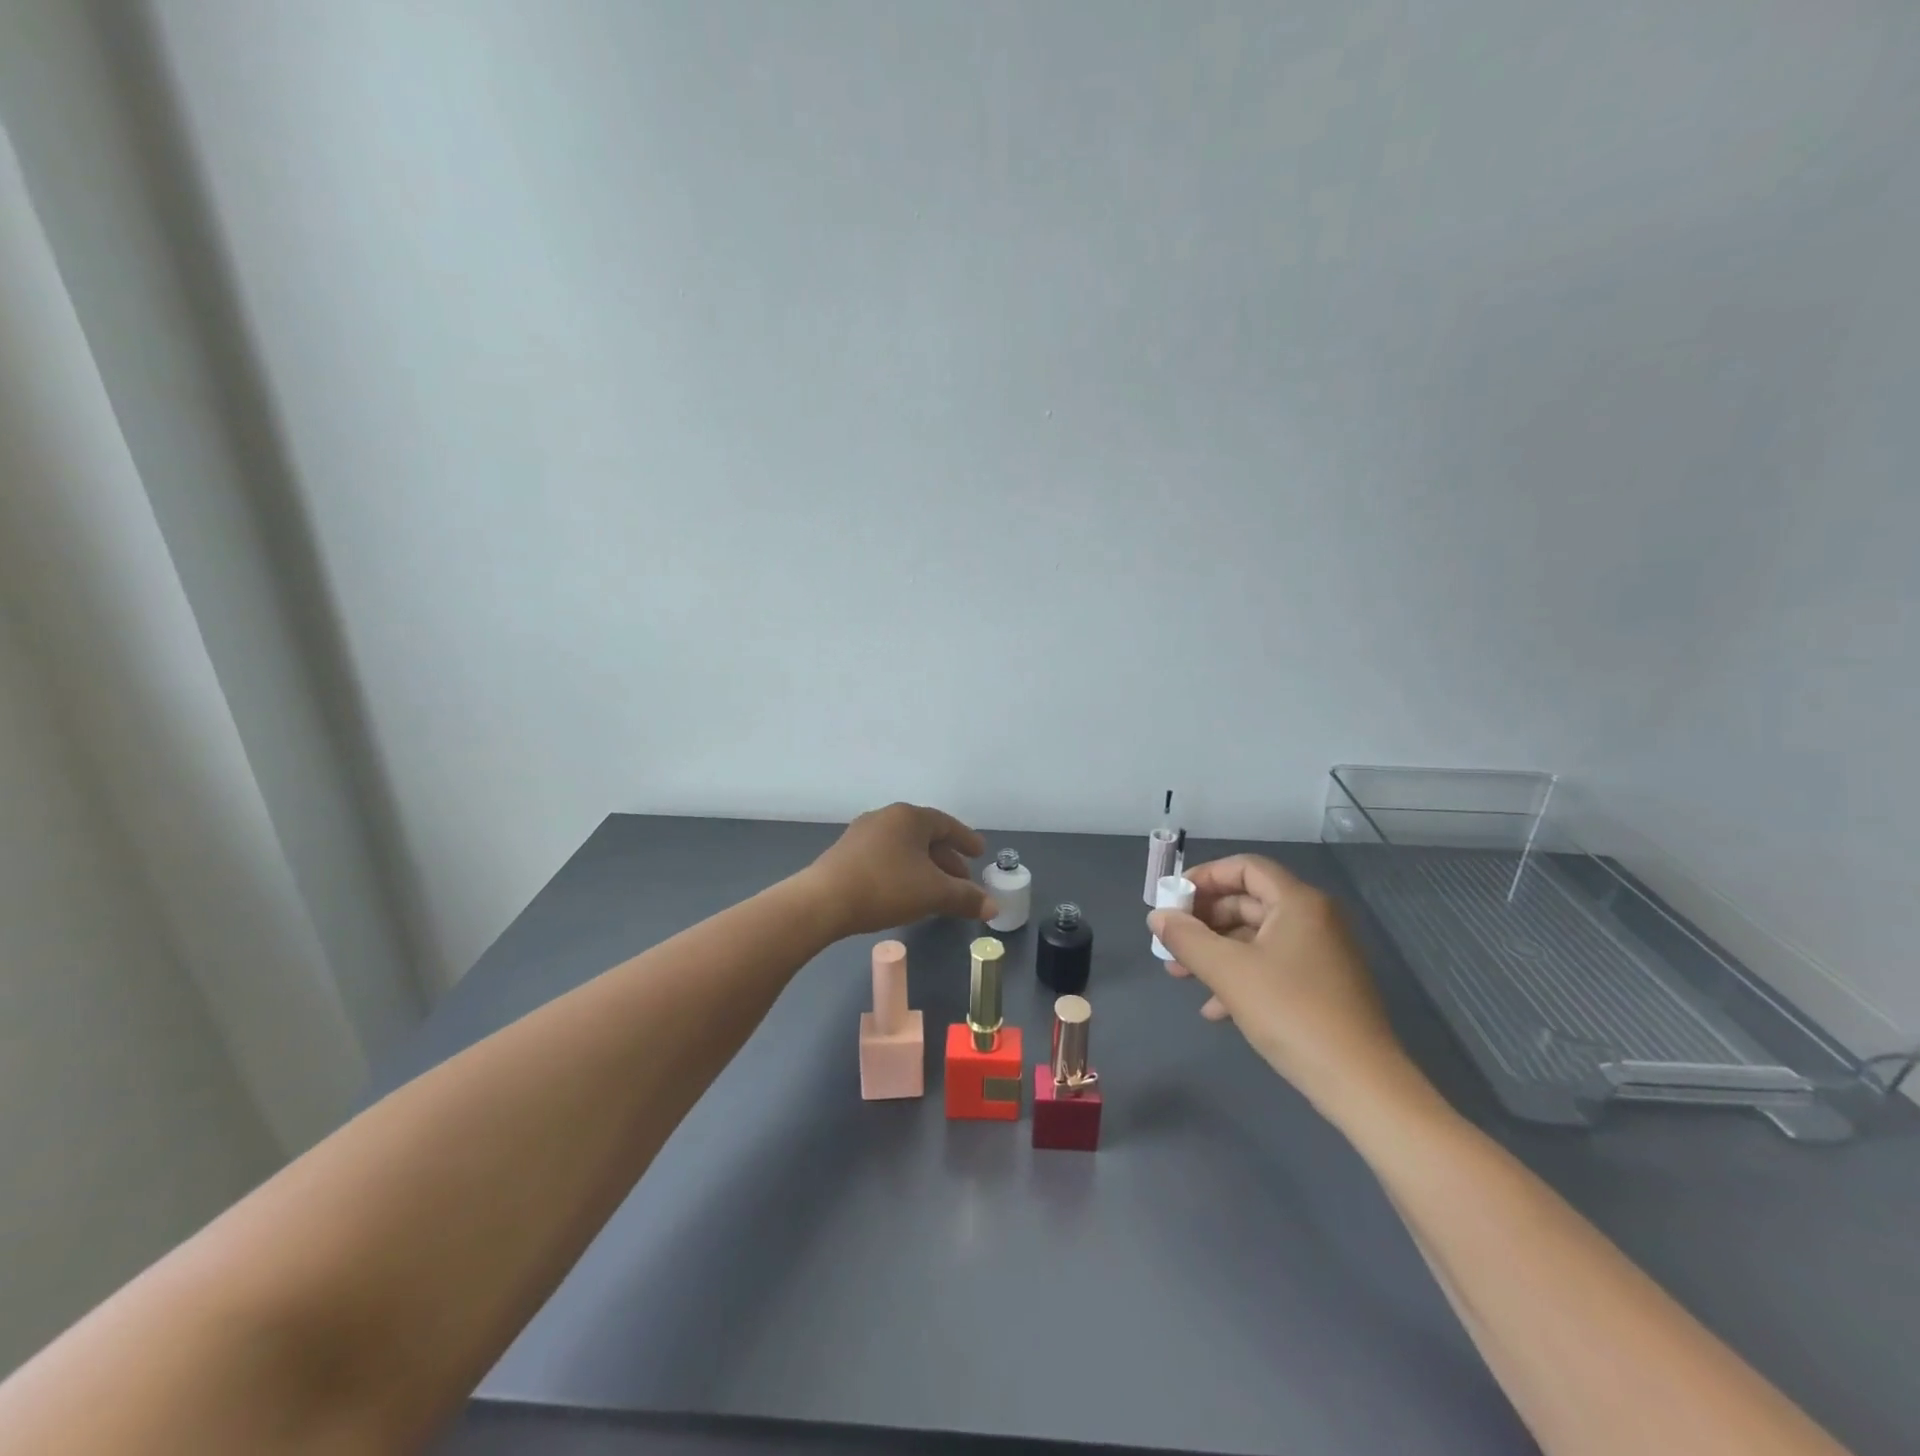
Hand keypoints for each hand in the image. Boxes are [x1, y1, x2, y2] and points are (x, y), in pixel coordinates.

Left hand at [805, 803, 995, 937]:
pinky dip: (903, 871)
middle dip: (947, 859)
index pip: (946, 824)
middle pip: (925, 836)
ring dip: (925, 867)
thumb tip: (993, 907)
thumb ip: (966, 898)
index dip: (966, 840)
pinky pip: (885, 857)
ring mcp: (862, 834)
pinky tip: (906, 893)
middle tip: (963, 880)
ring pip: (904, 848)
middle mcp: (885, 817)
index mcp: (909, 817)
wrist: (823, 901)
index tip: (980, 854)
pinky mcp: (845, 854)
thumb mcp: (933, 893)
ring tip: (937, 891)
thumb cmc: (886, 887)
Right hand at [1150, 854, 1417, 1115]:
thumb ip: (1187, 938)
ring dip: (1216, 952)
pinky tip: (1214, 1009)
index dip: (1205, 877)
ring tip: (1180, 975)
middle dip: (1204, 921)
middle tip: (1171, 940)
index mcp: (1298, 903)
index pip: (1245, 868)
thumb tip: (1158, 916)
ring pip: (1256, 938)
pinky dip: (1241, 977)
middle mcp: (1314, 919)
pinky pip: (1272, 966)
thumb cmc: (1291, 1012)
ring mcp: (1321, 954)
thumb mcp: (1228, 972)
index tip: (1172, 899)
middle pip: (1248, 902)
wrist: (1360, 1084)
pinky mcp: (1322, 986)